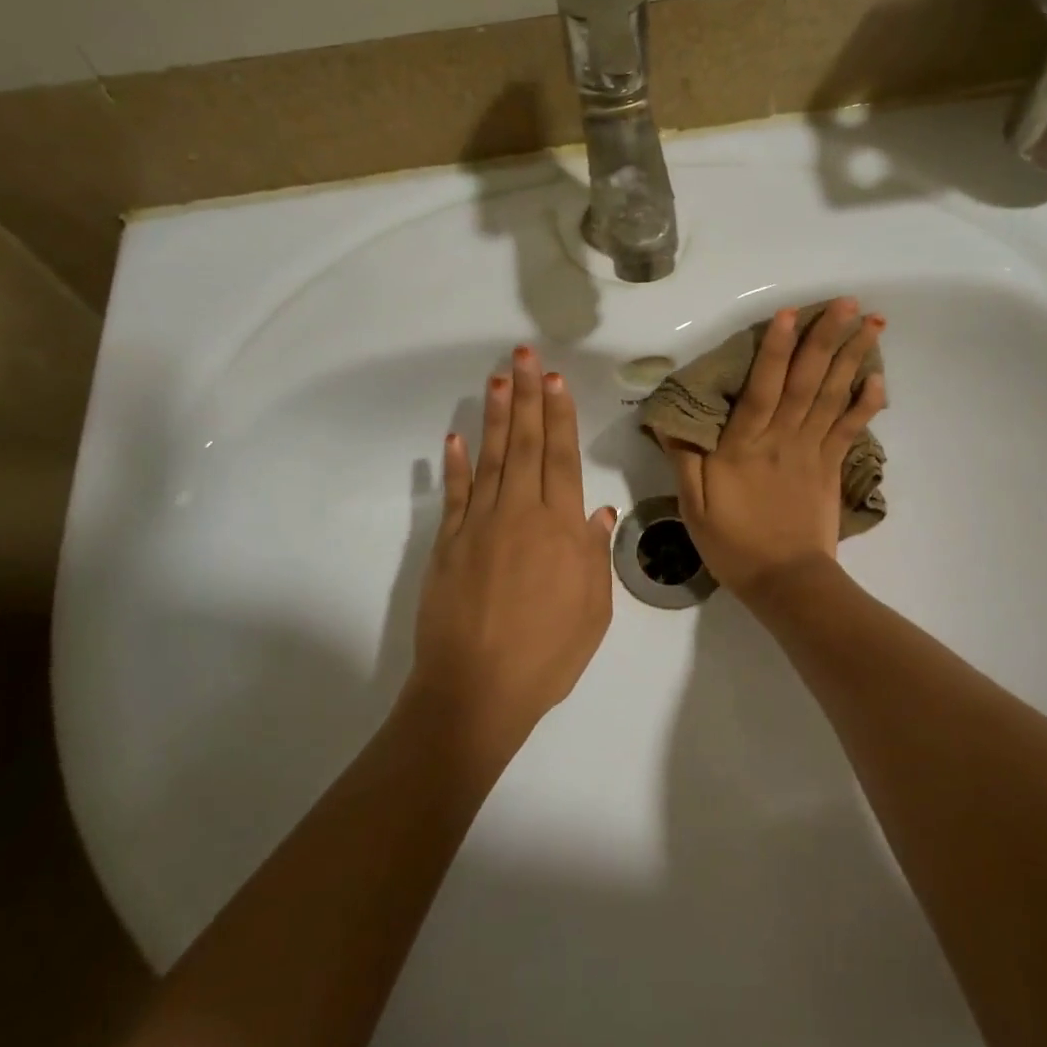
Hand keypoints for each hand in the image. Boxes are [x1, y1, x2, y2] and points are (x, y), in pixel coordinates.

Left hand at [411, 346, 616, 750]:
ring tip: (498, 380)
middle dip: (527, 397)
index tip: (554, 380)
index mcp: (560, 529)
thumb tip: (598, 510)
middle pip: (526, 445)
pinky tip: (455, 436)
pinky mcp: (448, 544)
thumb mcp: (593, 610)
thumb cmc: (547, 655)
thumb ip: (594, 555)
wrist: (477, 690)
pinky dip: (455, 465)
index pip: (562, 458)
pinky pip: (454, 495)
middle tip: (524, 356)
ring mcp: (479, 525)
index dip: (559, 416)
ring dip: (495, 417)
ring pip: (491, 459)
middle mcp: (520, 514)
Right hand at [661, 298, 884, 597]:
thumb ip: (686, 461)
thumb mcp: (694, 507)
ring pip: (833, 397)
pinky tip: (879, 377)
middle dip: (826, 339)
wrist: (786, 582)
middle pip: (806, 382)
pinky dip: (867, 403)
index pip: (762, 389)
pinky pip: (851, 429)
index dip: (775, 351)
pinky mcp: (832, 467)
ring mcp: (813, 452)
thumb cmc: (734, 545)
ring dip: (853, 358)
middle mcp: (783, 439)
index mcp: (745, 447)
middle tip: (846, 301)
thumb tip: (670, 422)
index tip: (788, 315)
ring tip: (871, 322)